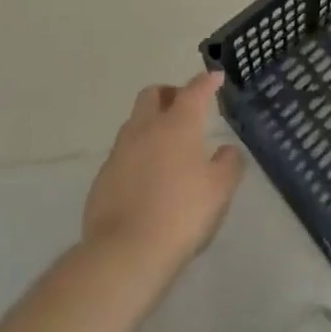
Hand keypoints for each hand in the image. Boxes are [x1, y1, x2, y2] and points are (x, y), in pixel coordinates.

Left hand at [83, 72, 243, 274]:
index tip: (215, 77)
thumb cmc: (181, 214)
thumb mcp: (220, 189)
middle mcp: (146, 129)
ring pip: (134, 123)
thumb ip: (228, 163)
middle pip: (153, 94)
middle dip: (169, 94)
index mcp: (178, 124)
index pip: (194, 89)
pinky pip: (122, 155)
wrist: (124, 255)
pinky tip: (147, 180)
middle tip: (184, 108)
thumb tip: (226, 150)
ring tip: (166, 148)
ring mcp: (119, 153)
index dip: (207, 80)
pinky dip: (136, 156)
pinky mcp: (102, 179)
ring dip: (150, 125)